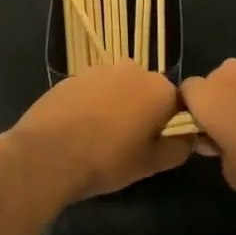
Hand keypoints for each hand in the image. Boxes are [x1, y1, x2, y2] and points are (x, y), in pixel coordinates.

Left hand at [5, 63, 190, 206]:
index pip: (176, 104)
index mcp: (159, 89)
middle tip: (129, 144)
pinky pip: (92, 91)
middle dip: (142, 112)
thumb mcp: (150, 164)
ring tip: (100, 139)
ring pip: (118, 89)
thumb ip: (178, 148)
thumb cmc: (107, 160)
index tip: (155, 146)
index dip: (168, 126)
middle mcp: (133, 70)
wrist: (48, 154)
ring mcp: (100, 70)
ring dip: (116, 107)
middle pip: (146, 92)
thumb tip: (188, 138)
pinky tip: (78, 131)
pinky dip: (91, 106)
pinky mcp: (72, 77)